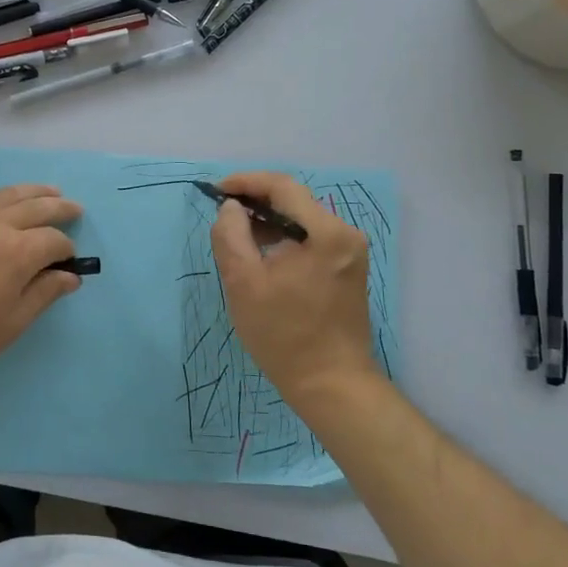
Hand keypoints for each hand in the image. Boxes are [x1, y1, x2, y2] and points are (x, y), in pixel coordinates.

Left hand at [0, 184, 82, 395]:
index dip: (66, 250)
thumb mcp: (11, 325)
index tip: (69, 262)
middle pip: (34, 206)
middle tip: (75, 208)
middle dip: (58, 206)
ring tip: (47, 191)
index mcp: (16, 252)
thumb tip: (69, 277)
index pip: (53, 240)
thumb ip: (43, 294)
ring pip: (3, 196)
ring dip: (30, 192)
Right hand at [209, 171, 384, 404]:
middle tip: (222, 212)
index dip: (246, 182)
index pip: (282, 186)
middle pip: (295, 200)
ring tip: (237, 233)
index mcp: (325, 233)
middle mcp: (345, 234)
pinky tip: (262, 252)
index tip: (216, 191)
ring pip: (302, 219)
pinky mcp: (347, 268)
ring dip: (269, 220)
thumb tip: (232, 208)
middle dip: (256, 200)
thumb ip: (231, 235)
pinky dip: (285, 237)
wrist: (331, 384)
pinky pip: (311, 238)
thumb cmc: (284, 335)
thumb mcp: (243, 282)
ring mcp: (350, 252)